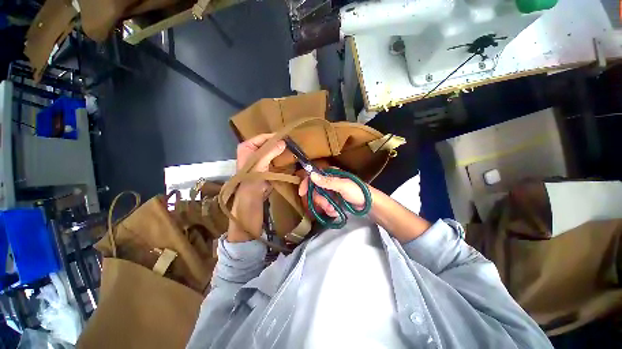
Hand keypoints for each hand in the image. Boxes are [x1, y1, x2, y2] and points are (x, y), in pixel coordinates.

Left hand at [227, 133, 284, 241]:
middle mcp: (251, 150)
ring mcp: (258, 158)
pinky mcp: (264, 165)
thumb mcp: (261, 163)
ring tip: (292, 148)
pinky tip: (288, 157)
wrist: (251, 197)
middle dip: (278, 143)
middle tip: (292, 142)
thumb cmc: (252, 178)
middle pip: (267, 143)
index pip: (263, 137)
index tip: (288, 137)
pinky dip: (280, 157)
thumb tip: (284, 142)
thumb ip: (271, 151)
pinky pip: (273, 158)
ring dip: (280, 150)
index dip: (275, 137)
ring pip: (271, 150)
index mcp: (246, 147)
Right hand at [298, 170, 366, 217]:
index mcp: (331, 175)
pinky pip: (325, 205)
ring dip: (325, 206)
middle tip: (327, 206)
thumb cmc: (357, 191)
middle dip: (320, 200)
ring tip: (333, 210)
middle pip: (315, 190)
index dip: (306, 183)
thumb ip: (327, 182)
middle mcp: (329, 182)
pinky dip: (329, 210)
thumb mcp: (343, 186)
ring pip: (319, 199)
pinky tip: (336, 212)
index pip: (314, 176)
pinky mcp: (334, 200)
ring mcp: (331, 192)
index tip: (302, 193)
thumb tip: (311, 175)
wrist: (369, 204)